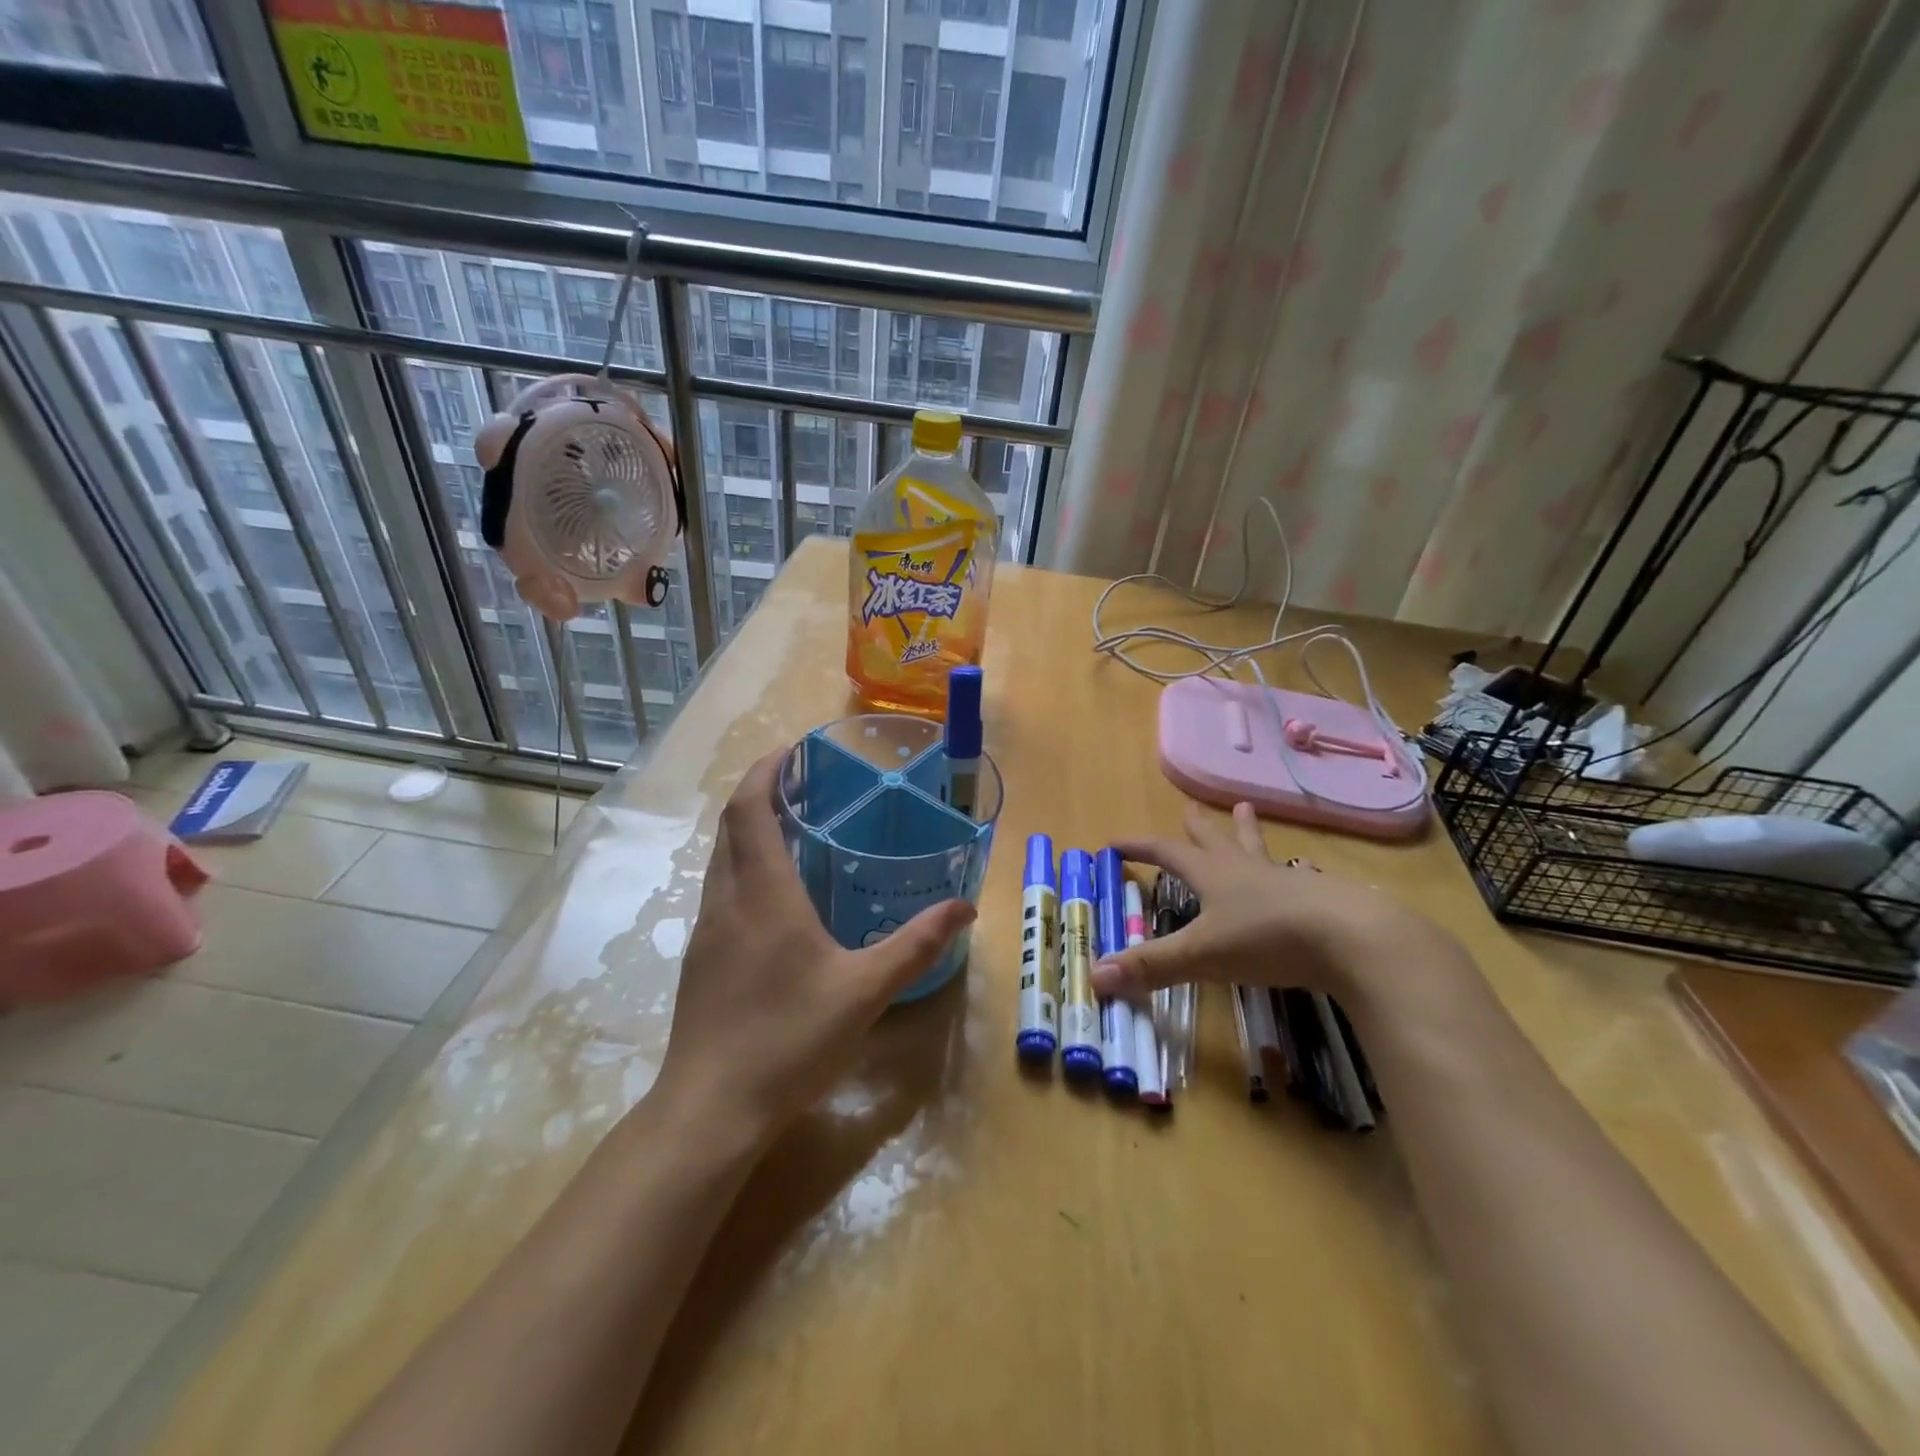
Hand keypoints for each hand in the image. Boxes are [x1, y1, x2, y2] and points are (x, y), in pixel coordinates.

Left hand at [652, 748, 975, 1148]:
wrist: (711, 1109)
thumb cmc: (789, 1038)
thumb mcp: (865, 990)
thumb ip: (916, 945)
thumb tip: (963, 908)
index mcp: (763, 893)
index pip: (750, 809)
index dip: (766, 771)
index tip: (793, 750)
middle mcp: (727, 900)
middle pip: (731, 825)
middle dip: (760, 792)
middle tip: (803, 783)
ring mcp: (708, 931)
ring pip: (721, 858)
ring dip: (749, 830)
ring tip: (793, 829)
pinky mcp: (702, 959)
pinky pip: (721, 890)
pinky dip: (744, 867)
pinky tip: (777, 897)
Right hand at [1089, 801, 1466, 1016]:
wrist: (1353, 939)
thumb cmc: (1268, 939)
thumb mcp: (1202, 954)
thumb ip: (1151, 965)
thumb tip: (1094, 976)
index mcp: (1213, 875)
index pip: (1167, 852)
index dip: (1140, 848)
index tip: (1115, 842)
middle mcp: (1246, 870)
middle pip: (1216, 840)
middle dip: (1198, 827)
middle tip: (1190, 807)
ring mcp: (1287, 881)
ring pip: (1258, 850)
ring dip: (1247, 833)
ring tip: (1247, 811)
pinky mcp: (1320, 900)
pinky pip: (1296, 878)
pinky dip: (1287, 873)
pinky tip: (1299, 876)